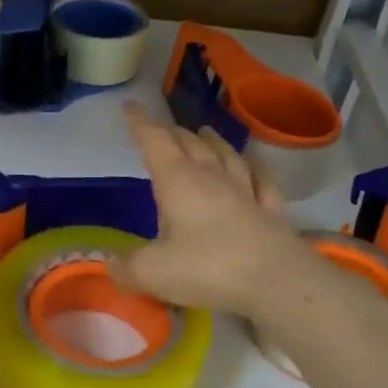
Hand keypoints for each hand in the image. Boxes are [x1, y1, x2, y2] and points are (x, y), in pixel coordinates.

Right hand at [115, 102, 308, 317]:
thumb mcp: (153, 272)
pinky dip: (255, 168)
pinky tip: (254, 163)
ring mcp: (245, 192)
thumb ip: (126, 267)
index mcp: (178, 181)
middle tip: (163, 128)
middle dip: (173, 133)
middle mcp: (211, 177)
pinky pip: (262, 181)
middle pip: (190, 145)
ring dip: (213, 142)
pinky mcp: (271, 211)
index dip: (140, 123)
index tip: (130, 106)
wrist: (276, 281)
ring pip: (227, 156)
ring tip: (205, 132)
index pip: (154, 142)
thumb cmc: (206, 268)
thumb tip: (111, 265)